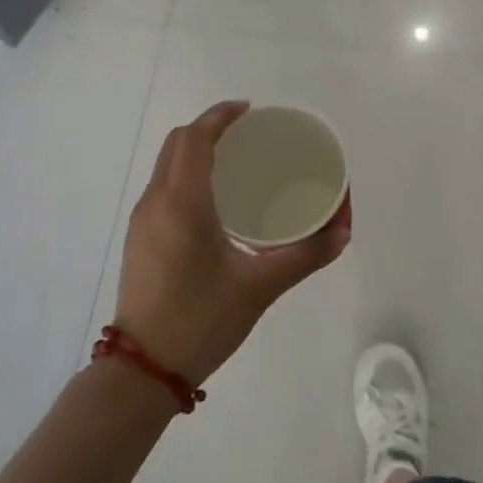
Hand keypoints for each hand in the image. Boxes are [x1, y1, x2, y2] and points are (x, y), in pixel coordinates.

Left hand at [115, 101, 350, 386]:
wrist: (142, 372)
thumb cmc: (201, 321)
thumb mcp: (260, 287)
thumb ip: (306, 255)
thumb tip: (343, 229)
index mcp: (182, 203)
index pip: (195, 138)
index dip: (220, 116)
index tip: (250, 111)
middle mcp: (155, 202)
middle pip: (177, 144)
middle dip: (209, 129)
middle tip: (248, 135)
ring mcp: (141, 221)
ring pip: (165, 165)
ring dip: (195, 151)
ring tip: (234, 162)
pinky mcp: (138, 239)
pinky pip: (162, 187)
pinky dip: (185, 174)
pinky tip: (213, 200)